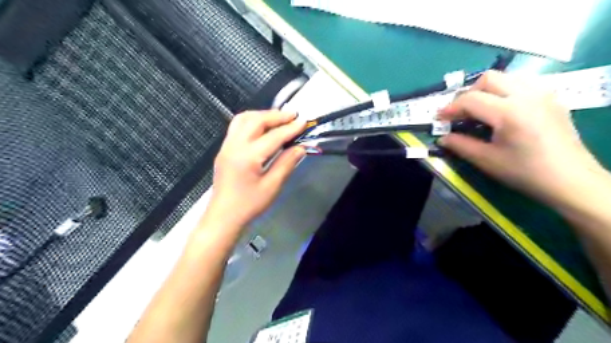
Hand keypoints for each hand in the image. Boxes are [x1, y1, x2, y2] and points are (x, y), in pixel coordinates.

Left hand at [204, 110, 308, 227]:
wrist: (223, 216)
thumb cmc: (249, 205)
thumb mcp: (272, 187)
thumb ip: (286, 164)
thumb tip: (300, 148)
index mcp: (247, 157)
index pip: (273, 136)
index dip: (290, 128)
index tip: (304, 122)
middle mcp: (234, 145)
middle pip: (256, 120)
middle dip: (276, 116)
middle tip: (293, 116)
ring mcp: (226, 146)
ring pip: (243, 119)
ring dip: (262, 115)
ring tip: (279, 118)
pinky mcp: (224, 149)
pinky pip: (237, 126)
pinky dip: (252, 121)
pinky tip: (262, 127)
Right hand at [437, 68, 602, 203]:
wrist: (570, 180)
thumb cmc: (525, 172)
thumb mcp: (487, 161)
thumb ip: (460, 145)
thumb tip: (443, 138)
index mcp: (509, 113)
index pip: (471, 100)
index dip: (450, 108)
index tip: (439, 118)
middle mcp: (527, 95)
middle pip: (489, 79)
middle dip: (468, 94)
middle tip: (460, 113)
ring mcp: (543, 94)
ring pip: (507, 77)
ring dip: (487, 90)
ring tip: (479, 110)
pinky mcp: (551, 99)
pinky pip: (522, 83)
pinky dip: (505, 91)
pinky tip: (502, 110)